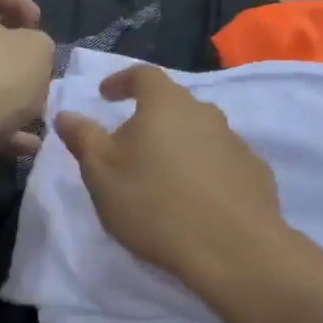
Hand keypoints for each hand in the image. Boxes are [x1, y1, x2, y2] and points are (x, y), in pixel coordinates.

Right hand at [53, 64, 293, 290]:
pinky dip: (205, 170)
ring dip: (180, 145)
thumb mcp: (102, 174)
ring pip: (200, 132)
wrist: (232, 247)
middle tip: (131, 145)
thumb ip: (84, 139)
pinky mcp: (255, 171)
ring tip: (163, 176)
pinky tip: (197, 198)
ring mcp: (236, 141)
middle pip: (174, 104)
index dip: (122, 81)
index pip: (143, 75)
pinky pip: (222, 160)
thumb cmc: (155, 204)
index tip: (105, 95)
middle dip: (151, 117)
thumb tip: (66, 114)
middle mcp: (206, 112)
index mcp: (166, 104)